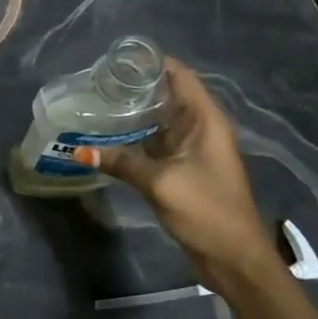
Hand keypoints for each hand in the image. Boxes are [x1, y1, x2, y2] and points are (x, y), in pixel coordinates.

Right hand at [77, 59, 280, 288]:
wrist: (235, 259)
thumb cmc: (207, 211)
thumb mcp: (161, 184)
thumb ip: (123, 163)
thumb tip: (82, 151)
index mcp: (206, 120)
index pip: (180, 75)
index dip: (151, 62)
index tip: (116, 59)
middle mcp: (202, 127)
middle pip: (168, 93)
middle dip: (136, 85)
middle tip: (97, 82)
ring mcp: (194, 148)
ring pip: (161, 118)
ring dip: (135, 111)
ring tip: (98, 102)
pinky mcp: (185, 167)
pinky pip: (159, 141)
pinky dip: (138, 135)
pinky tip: (111, 136)